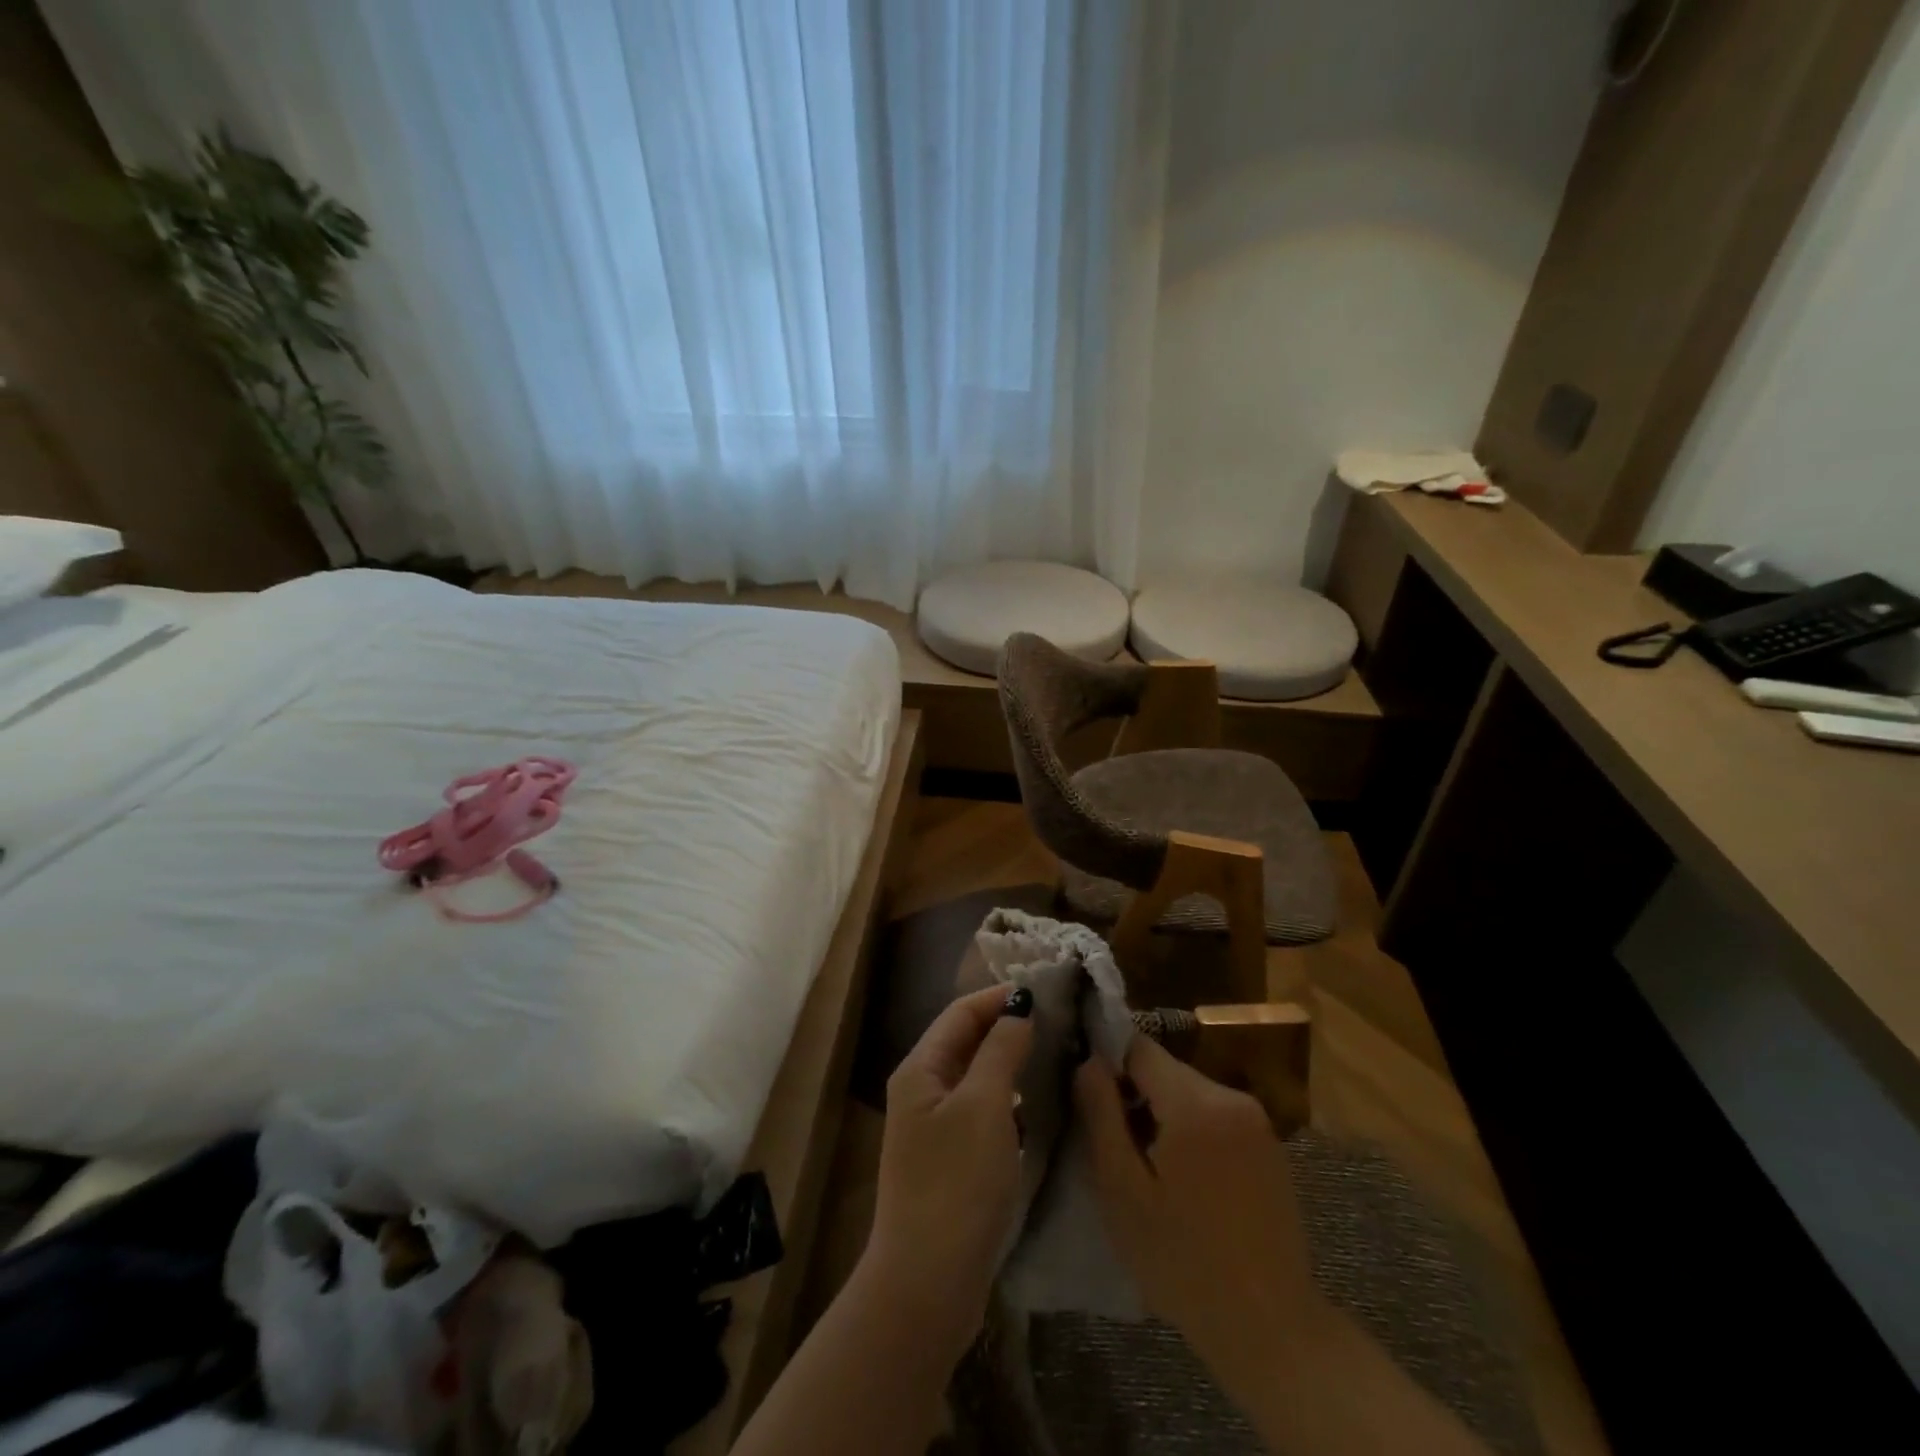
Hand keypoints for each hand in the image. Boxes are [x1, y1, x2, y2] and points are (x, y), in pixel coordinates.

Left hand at [864, 984, 1033, 1357]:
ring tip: (1057, 1052)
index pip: (961, 1012)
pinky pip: (984, 1110)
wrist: (928, 1285)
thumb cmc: (956, 1184)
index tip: (1046, 991)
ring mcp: (936, 1128)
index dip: (999, 996)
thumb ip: (1001, 1050)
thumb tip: (1018, 1004)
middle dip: (1008, 1025)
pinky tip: (1041, 1103)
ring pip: (978, 1076)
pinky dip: (1011, 1098)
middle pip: (967, 1040)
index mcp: (921, 1069)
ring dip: (1012, 1061)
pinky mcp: (953, 1160)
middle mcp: (923, 1090)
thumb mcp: (984, 1107)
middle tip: (1060, 1019)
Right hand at [1074, 1035, 1326, 1390]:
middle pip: (1165, 1069)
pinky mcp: (1269, 1144)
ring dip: (1161, 1112)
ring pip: (1188, 1091)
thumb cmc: (1183, 1262)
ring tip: (1145, 1165)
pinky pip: (1214, 1114)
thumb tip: (1087, 1061)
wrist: (1271, 1330)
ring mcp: (1256, 1120)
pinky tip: (1183, 1178)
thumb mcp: (1122, 1191)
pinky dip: (1191, 1129)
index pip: (1138, 1047)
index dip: (1107, 1063)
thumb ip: (1101, 1115)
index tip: (1089, 1096)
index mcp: (1195, 1103)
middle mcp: (1231, 1097)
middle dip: (1134, 1093)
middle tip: (1113, 1143)